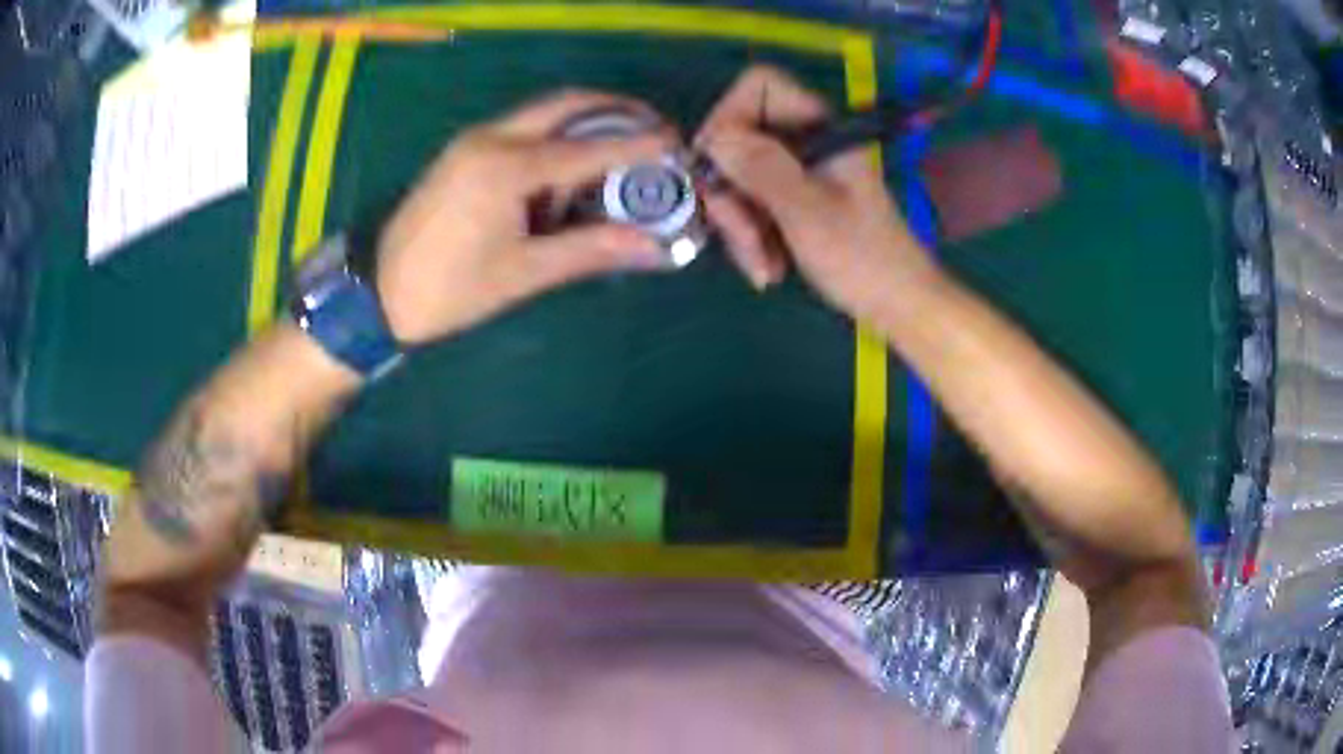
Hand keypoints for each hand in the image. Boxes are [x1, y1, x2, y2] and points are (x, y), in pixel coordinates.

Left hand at [376, 91, 675, 343]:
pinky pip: (523, 129)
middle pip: (568, 103)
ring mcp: (474, 139)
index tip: (679, 145)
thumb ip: (591, 249)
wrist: (379, 293)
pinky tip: (570, 172)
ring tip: (621, 156)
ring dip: (587, 124)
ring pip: (545, 112)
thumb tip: (653, 246)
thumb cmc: (450, 290)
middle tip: (654, 133)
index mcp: (506, 168)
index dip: (640, 145)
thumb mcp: (524, 273)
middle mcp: (492, 138)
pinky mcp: (465, 150)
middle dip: (617, 112)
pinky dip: (557, 139)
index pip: (589, 146)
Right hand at [696, 66, 939, 319]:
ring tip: (763, 267)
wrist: (896, 303)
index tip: (716, 166)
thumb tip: (714, 141)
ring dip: (740, 226)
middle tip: (744, 238)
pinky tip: (769, 269)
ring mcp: (797, 170)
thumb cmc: (864, 257)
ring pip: (738, 177)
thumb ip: (762, 168)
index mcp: (819, 127)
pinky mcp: (792, 199)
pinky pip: (750, 205)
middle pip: (738, 139)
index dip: (728, 116)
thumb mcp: (808, 212)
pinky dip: (752, 238)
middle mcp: (804, 141)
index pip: (759, 86)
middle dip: (731, 193)